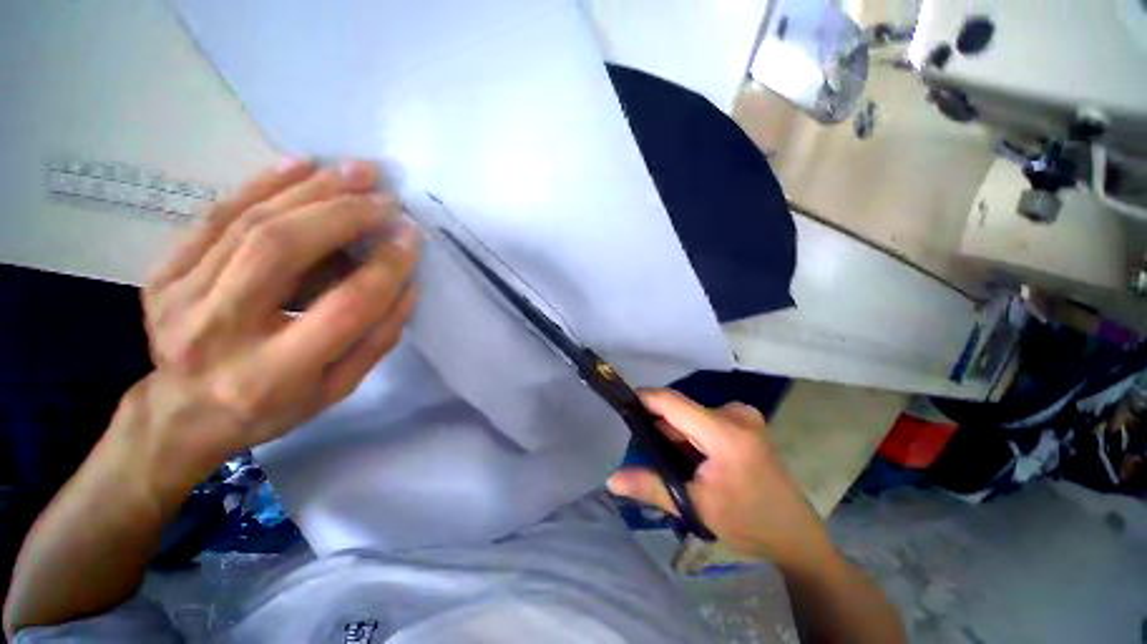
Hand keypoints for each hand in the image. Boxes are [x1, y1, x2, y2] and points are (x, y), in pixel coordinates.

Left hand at [132, 158, 418, 479]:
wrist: (184, 412)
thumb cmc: (275, 406)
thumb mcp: (339, 388)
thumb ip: (379, 337)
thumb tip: (408, 283)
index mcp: (274, 373)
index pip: (344, 307)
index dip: (384, 267)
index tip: (410, 238)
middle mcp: (220, 330)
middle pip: (284, 250)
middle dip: (344, 214)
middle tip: (385, 195)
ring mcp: (180, 296)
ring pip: (250, 223)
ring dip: (310, 189)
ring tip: (355, 171)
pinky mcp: (162, 272)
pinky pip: (214, 216)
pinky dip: (261, 184)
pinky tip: (299, 165)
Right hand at [608, 390, 832, 569]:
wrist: (795, 535)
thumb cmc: (748, 523)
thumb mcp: (696, 507)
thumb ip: (652, 486)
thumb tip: (612, 480)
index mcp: (725, 432)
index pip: (673, 402)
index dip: (644, 399)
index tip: (622, 405)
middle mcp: (735, 414)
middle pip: (681, 410)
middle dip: (660, 426)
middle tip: (644, 451)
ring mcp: (744, 416)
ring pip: (692, 414)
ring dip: (675, 431)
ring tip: (667, 458)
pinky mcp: (746, 422)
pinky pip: (705, 419)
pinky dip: (691, 433)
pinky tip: (690, 457)